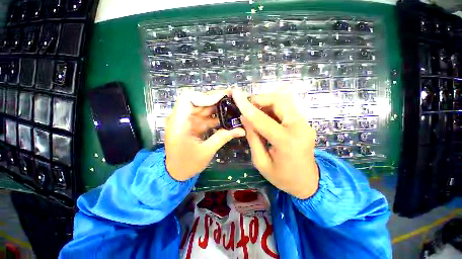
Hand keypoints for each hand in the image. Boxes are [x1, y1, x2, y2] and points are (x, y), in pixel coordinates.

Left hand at [165, 90, 244, 180]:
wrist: (176, 172)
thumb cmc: (187, 164)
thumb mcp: (206, 151)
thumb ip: (223, 137)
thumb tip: (241, 130)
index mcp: (179, 123)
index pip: (188, 99)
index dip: (205, 97)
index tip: (222, 98)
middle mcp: (180, 118)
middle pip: (198, 101)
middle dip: (215, 99)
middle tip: (232, 97)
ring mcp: (186, 121)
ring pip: (202, 108)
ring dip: (217, 107)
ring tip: (232, 106)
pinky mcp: (192, 125)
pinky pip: (204, 117)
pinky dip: (215, 117)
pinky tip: (227, 118)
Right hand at [232, 90, 318, 198]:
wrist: (307, 182)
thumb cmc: (282, 177)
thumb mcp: (261, 161)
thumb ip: (253, 137)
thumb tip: (245, 118)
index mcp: (286, 142)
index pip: (262, 119)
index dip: (247, 106)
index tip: (235, 94)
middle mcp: (299, 128)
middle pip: (279, 101)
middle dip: (260, 99)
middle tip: (247, 105)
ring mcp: (305, 124)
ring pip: (284, 101)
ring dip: (267, 102)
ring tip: (255, 111)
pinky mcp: (304, 123)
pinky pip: (287, 108)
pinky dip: (273, 107)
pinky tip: (265, 115)